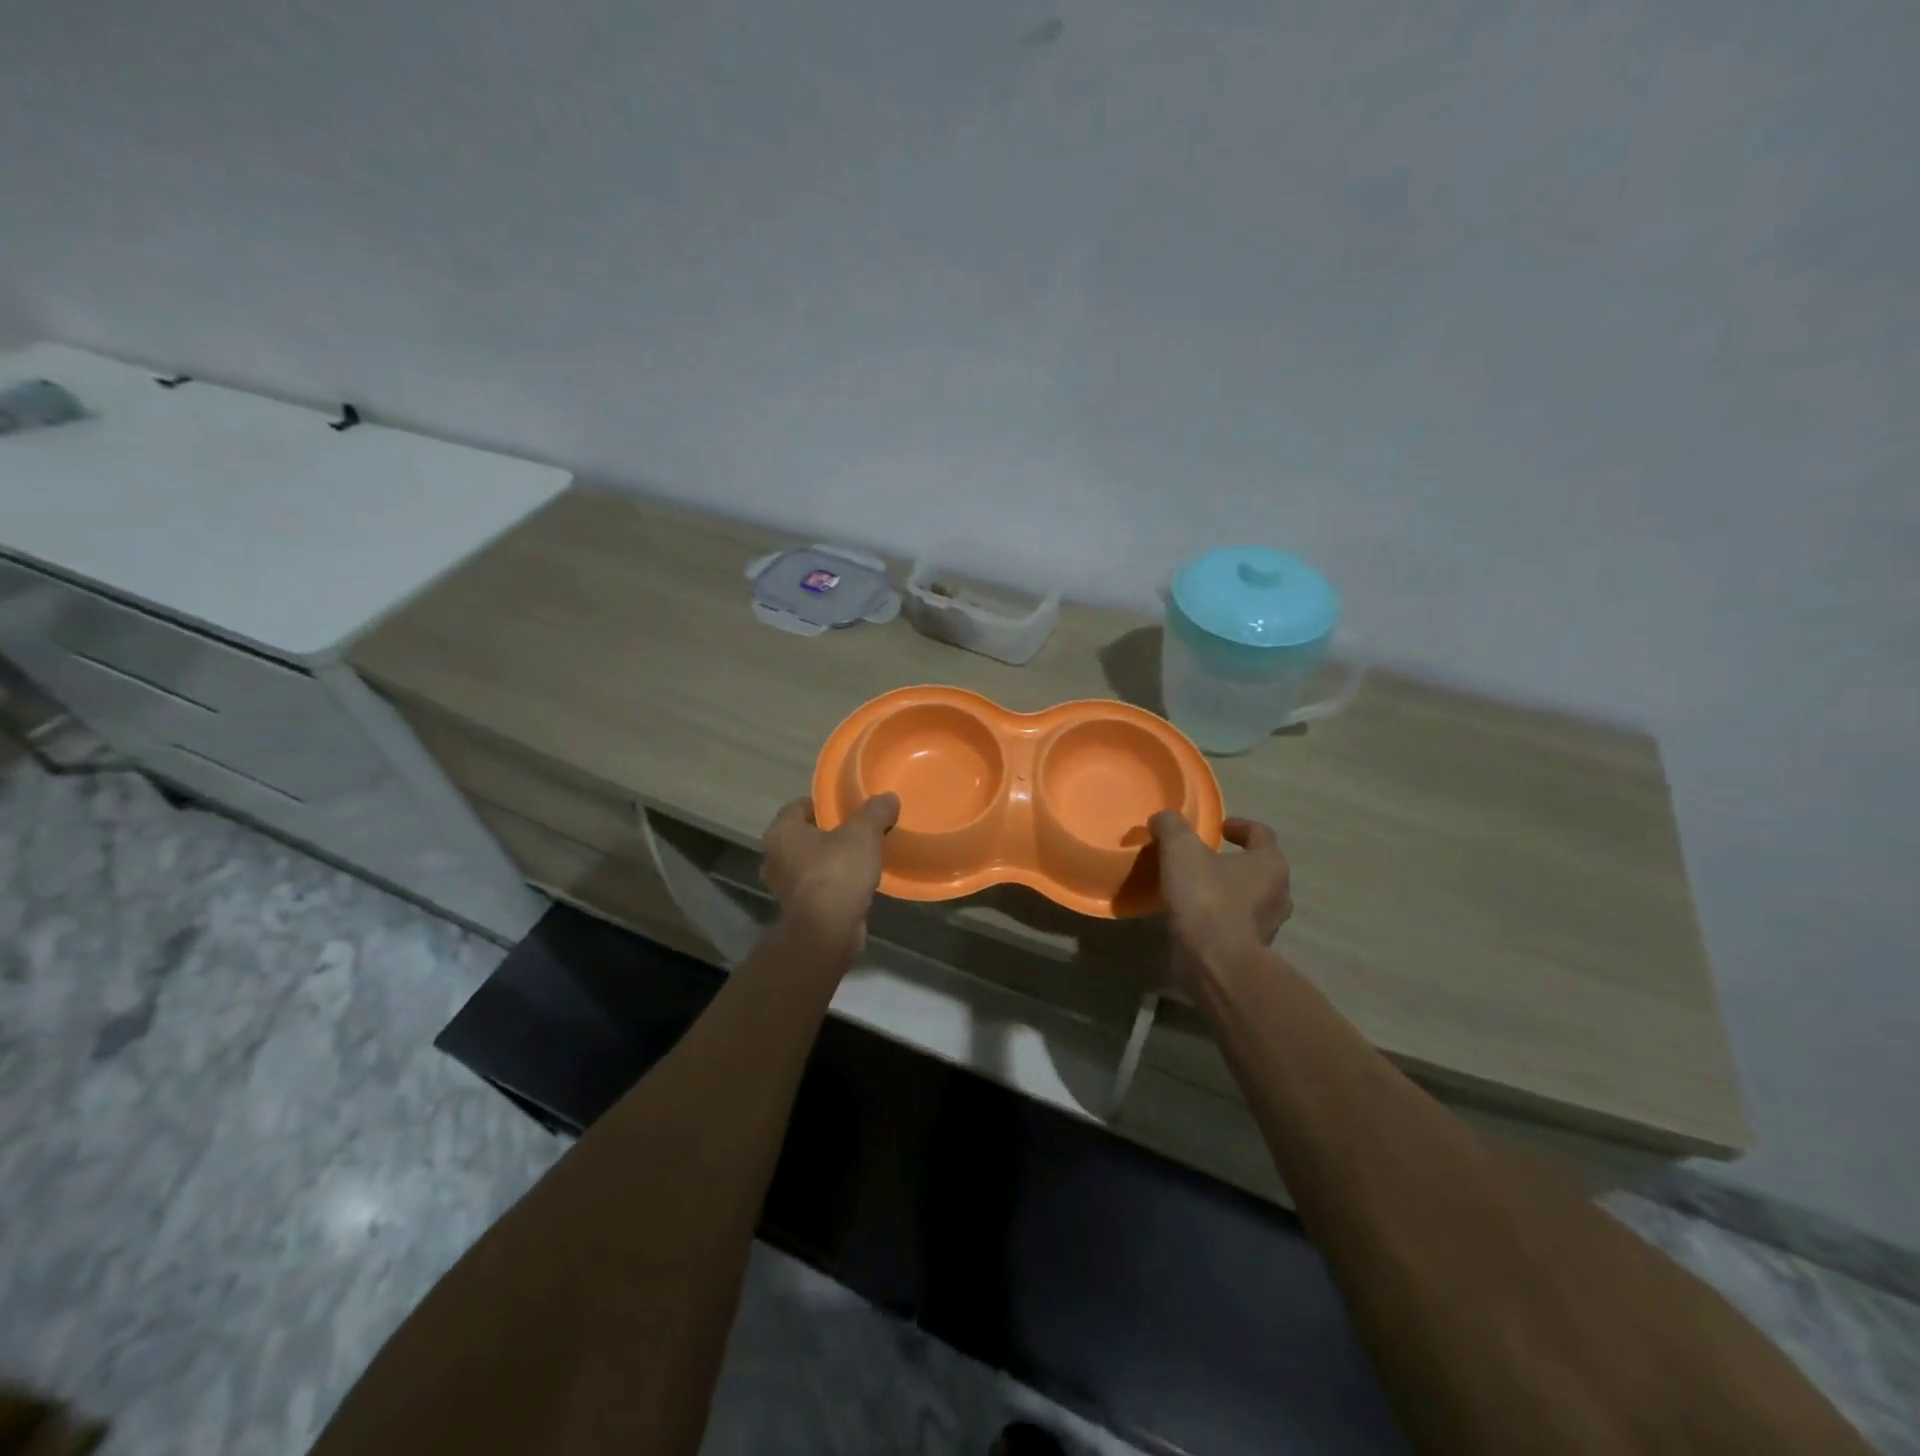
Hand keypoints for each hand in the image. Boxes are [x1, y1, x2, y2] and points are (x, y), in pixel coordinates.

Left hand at [761, 794, 899, 956]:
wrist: (826, 933)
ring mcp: (783, 886)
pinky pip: (815, 887)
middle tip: (855, 830)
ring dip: (828, 860)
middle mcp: (773, 857)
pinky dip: (830, 883)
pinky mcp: (796, 910)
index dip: (822, 804)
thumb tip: (888, 798)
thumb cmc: (837, 873)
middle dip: (826, 833)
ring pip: (807, 863)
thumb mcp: (863, 834)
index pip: (798, 806)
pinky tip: (854, 883)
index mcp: (781, 832)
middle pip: (802, 836)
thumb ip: (875, 812)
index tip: (846, 807)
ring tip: (858, 857)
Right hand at [1149, 814, 1292, 988]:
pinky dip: (1219, 918)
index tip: (1217, 828)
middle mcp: (1278, 893)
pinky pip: (1236, 925)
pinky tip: (1192, 918)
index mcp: (1270, 863)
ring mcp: (1268, 926)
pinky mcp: (1251, 951)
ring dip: (1226, 892)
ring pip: (1248, 899)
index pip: (1261, 833)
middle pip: (1257, 868)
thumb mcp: (1180, 849)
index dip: (1238, 826)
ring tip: (1194, 889)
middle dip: (1232, 862)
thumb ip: (1171, 826)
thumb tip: (1163, 820)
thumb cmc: (1206, 898)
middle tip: (1202, 859)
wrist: (1215, 962)